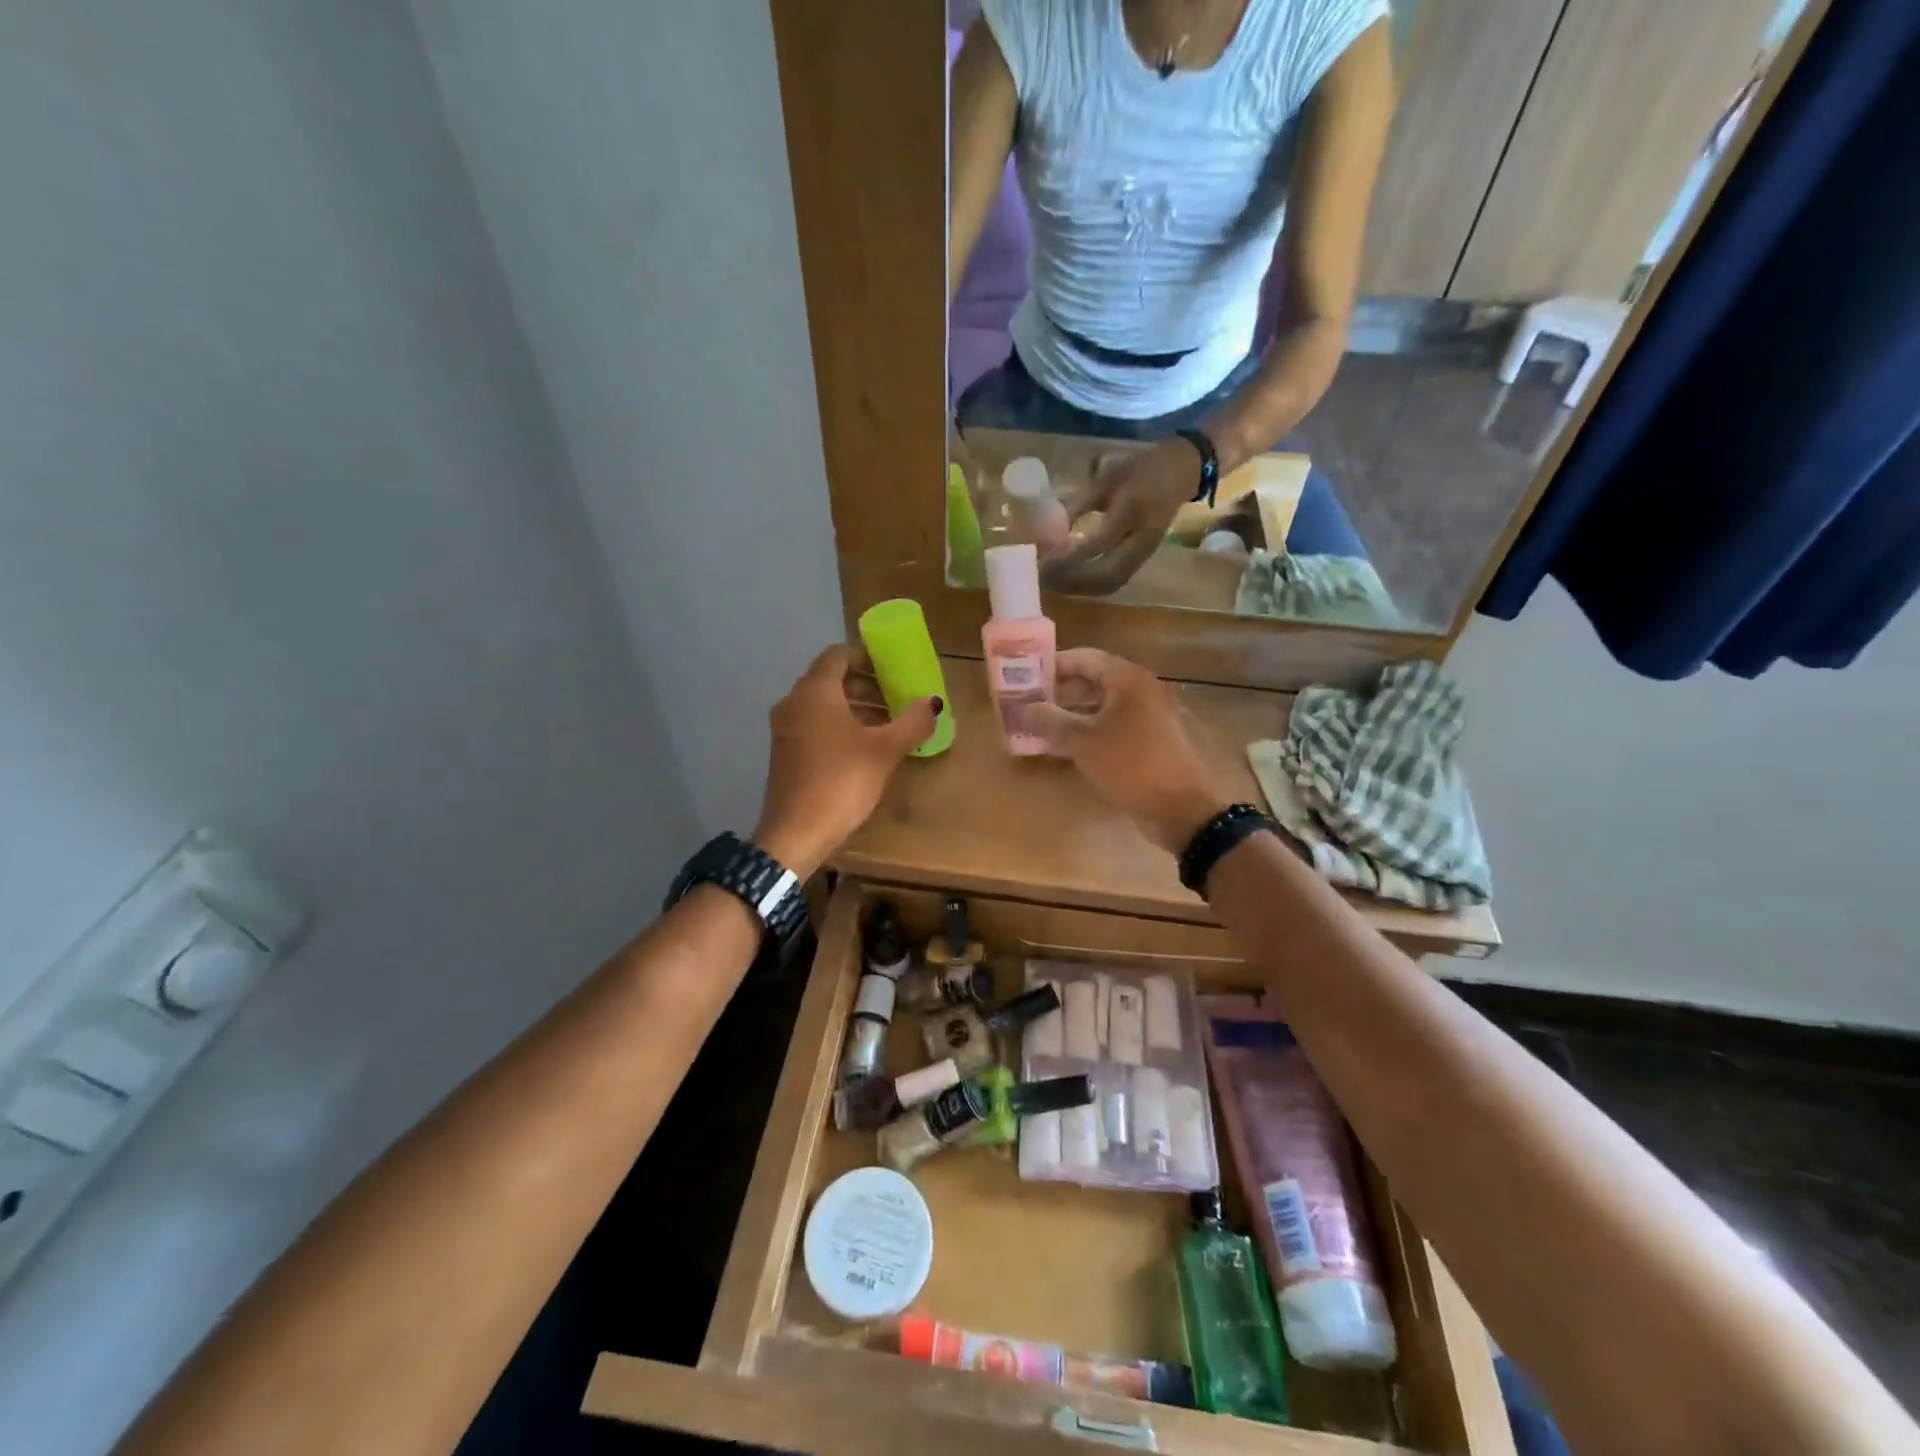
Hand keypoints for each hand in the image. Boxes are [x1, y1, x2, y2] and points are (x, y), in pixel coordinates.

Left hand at [754, 645, 939, 875]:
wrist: (795, 832)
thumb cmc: (841, 781)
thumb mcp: (885, 750)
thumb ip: (912, 721)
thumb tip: (932, 701)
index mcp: (815, 691)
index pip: (838, 654)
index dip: (867, 656)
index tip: (894, 667)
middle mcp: (794, 702)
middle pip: (831, 679)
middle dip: (865, 684)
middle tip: (896, 696)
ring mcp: (785, 728)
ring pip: (822, 704)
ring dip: (854, 706)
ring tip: (887, 723)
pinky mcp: (785, 752)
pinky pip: (814, 724)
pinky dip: (839, 725)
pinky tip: (864, 747)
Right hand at [1027, 649, 1233, 853]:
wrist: (1180, 808)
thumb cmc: (1130, 765)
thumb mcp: (1082, 742)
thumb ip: (1050, 721)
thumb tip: (1024, 708)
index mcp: (1127, 679)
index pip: (1084, 658)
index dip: (1053, 665)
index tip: (1025, 674)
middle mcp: (1139, 690)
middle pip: (1092, 680)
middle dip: (1059, 691)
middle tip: (1027, 702)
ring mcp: (1146, 715)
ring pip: (1100, 706)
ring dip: (1070, 713)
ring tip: (1039, 725)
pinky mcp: (1148, 740)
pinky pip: (1110, 725)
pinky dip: (1087, 731)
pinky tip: (1063, 746)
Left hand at [1042, 436, 1200, 594]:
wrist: (1181, 473)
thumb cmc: (1139, 471)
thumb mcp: (1106, 479)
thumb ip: (1077, 505)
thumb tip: (1045, 531)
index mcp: (1132, 508)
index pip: (1099, 542)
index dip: (1069, 556)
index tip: (1043, 558)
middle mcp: (1142, 537)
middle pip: (1106, 572)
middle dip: (1071, 579)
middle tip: (1043, 576)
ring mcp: (1145, 553)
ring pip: (1110, 582)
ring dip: (1079, 588)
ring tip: (1052, 583)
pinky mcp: (1142, 561)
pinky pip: (1115, 582)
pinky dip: (1090, 587)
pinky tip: (1071, 583)